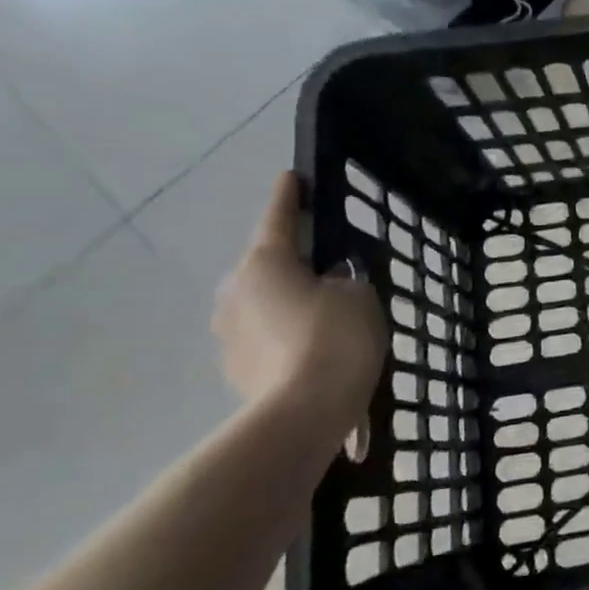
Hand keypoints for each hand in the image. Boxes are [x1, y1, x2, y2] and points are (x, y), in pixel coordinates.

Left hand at [212, 174, 386, 422]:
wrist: (305, 413)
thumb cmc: (336, 338)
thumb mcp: (359, 295)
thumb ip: (343, 279)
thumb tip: (327, 285)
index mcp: (265, 263)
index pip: (280, 219)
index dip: (290, 196)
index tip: (291, 176)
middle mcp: (236, 292)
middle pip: (270, 267)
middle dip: (296, 264)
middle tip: (331, 267)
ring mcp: (229, 334)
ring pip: (268, 306)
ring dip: (293, 305)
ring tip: (330, 319)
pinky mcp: (236, 370)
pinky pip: (269, 340)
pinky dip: (292, 339)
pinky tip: (320, 352)